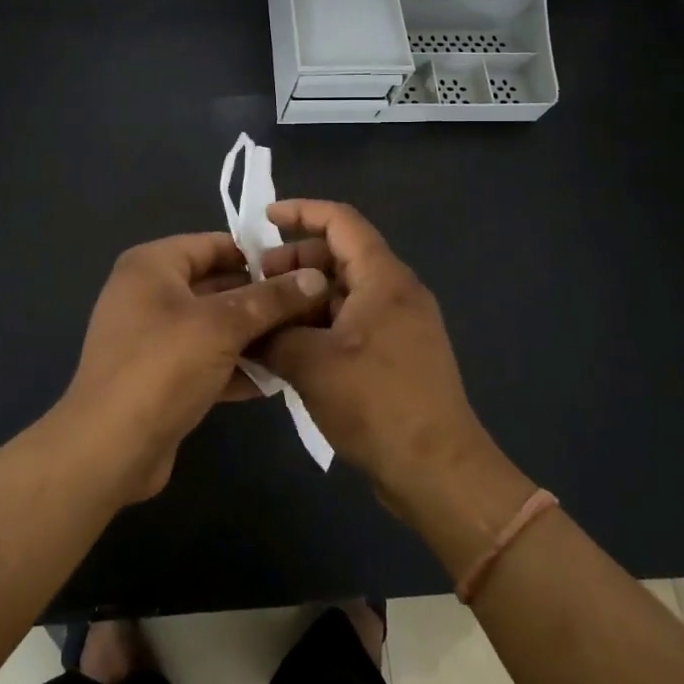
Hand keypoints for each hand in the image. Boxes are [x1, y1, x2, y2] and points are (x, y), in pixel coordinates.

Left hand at [59, 232, 329, 503]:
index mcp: (152, 265)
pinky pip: (205, 359)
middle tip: (312, 308)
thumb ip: (270, 299)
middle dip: (261, 299)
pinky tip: (275, 379)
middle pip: (216, 285)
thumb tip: (316, 277)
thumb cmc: (163, 366)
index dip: (258, 255)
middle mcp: (148, 293)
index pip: (214, 244)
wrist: (110, 447)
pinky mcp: (160, 376)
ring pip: (213, 326)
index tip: (302, 269)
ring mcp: (152, 337)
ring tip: (302, 341)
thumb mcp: (222, 325)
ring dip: (253, 335)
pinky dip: (235, 366)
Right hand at [260, 200, 494, 510]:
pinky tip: (290, 349)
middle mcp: (396, 292)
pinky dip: (320, 324)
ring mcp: (399, 325)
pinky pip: (352, 321)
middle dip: (295, 261)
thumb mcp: (311, 364)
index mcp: (383, 278)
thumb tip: (246, 326)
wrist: (437, 472)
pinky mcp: (396, 355)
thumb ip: (273, 333)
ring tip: (266, 320)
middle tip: (257, 283)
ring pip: (344, 292)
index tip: (262, 218)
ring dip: (304, 297)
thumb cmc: (376, 404)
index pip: (341, 221)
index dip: (300, 211)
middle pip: (340, 255)